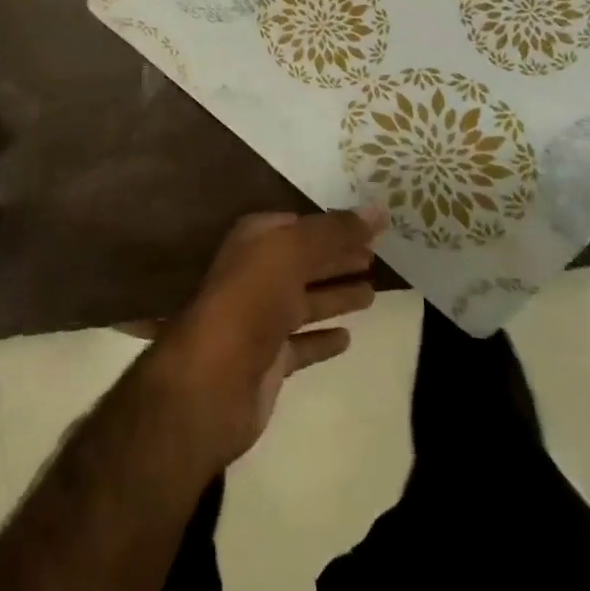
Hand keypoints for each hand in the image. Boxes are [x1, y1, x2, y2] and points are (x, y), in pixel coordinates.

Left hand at [147, 209, 383, 477]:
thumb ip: (335, 231)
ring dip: (335, 295)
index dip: (332, 225)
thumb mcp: (292, 252)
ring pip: (305, 302)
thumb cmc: (249, 301)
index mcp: (254, 242)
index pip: (299, 225)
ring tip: (373, 293)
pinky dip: (323, 339)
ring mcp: (261, 320)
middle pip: (304, 262)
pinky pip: (303, 344)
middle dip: (337, 258)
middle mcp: (256, 275)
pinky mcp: (269, 361)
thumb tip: (378, 210)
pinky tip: (348, 338)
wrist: (211, 381)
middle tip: (377, 257)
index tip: (367, 226)